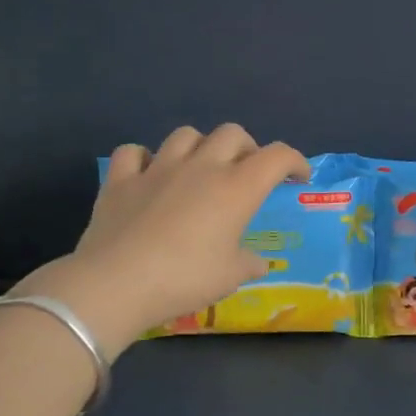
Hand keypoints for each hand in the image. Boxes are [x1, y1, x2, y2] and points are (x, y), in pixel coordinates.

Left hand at [16, 125, 307, 355]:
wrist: (117, 283)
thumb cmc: (185, 278)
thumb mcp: (230, 277)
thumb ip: (248, 263)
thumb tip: (257, 262)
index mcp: (236, 188)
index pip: (277, 156)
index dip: (294, 161)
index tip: (298, 177)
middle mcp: (201, 167)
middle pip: (232, 133)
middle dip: (247, 147)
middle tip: (246, 172)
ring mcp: (158, 169)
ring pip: (186, 134)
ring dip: (200, 146)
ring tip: (200, 168)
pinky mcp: (121, 179)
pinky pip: (134, 152)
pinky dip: (145, 159)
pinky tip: (148, 175)